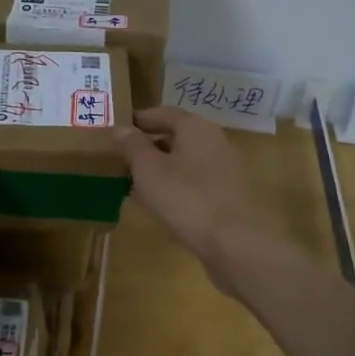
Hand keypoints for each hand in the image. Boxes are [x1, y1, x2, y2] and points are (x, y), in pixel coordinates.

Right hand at [117, 107, 282, 294]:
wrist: (235, 242)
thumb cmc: (186, 198)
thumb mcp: (149, 170)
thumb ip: (133, 146)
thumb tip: (121, 128)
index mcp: (195, 127)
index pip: (163, 113)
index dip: (140, 120)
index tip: (119, 130)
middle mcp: (215, 140)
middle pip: (177, 136)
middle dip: (150, 146)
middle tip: (124, 159)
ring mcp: (226, 168)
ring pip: (187, 161)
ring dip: (162, 168)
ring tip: (136, 184)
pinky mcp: (230, 194)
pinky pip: (197, 182)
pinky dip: (177, 186)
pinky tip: (162, 204)